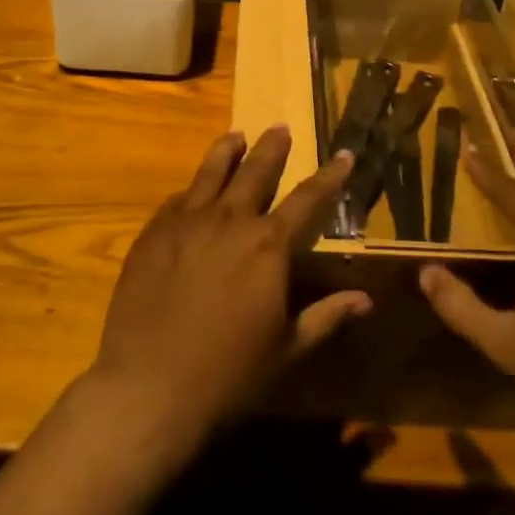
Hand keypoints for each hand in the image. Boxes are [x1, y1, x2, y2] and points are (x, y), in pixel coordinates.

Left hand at [89, 126, 370, 446]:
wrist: (148, 387)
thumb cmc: (229, 375)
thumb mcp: (287, 351)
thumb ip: (326, 317)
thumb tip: (366, 300)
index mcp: (268, 246)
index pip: (308, 199)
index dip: (330, 176)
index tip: (344, 154)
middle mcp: (230, 221)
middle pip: (256, 171)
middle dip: (272, 147)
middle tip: (280, 127)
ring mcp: (186, 222)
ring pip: (211, 173)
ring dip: (227, 151)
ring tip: (236, 135)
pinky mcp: (153, 233)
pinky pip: (176, 200)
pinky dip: (191, 190)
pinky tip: (191, 191)